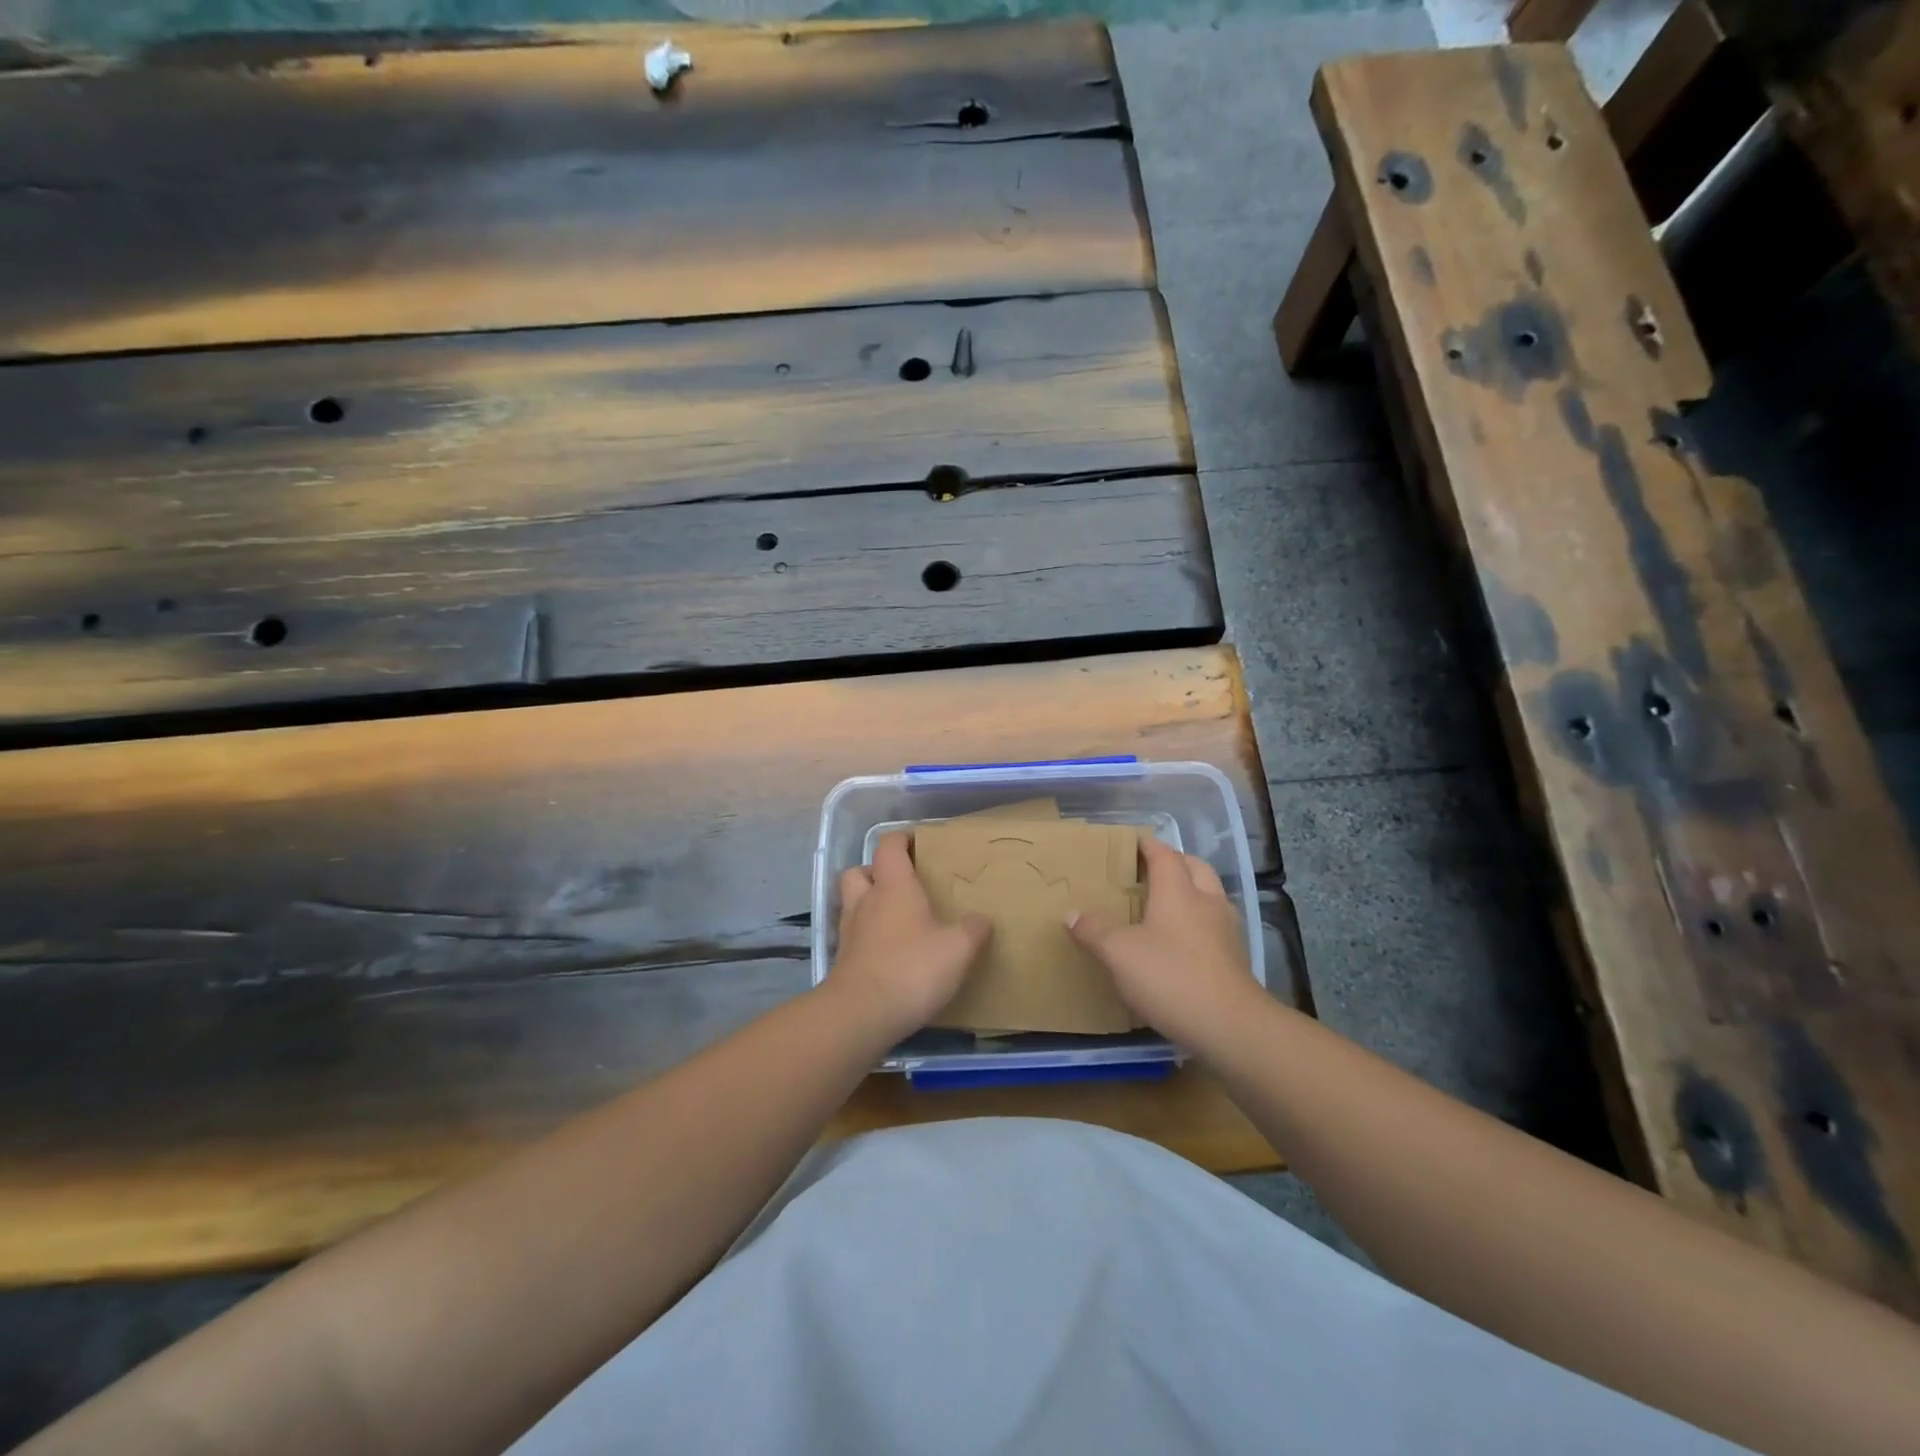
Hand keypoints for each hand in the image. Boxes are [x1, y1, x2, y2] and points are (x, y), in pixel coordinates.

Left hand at [827, 831, 991, 1041]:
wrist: (860, 1015)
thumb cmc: (911, 969)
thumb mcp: (958, 949)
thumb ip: (973, 930)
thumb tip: (981, 920)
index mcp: (893, 887)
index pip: (889, 846)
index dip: (902, 839)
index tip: (919, 842)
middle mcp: (865, 902)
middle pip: (859, 871)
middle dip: (876, 871)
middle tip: (902, 883)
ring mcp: (849, 932)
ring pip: (852, 903)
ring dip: (869, 904)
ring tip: (896, 919)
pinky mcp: (843, 962)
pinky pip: (854, 936)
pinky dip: (868, 937)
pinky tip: (889, 953)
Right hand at [1067, 837, 1260, 1051]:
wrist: (1230, 1026)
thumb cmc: (1170, 976)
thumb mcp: (1119, 953)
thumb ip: (1094, 930)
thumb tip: (1071, 913)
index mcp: (1178, 891)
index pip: (1165, 855)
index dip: (1148, 845)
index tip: (1133, 843)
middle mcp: (1207, 901)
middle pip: (1195, 867)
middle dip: (1175, 863)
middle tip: (1150, 871)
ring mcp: (1226, 930)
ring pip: (1210, 895)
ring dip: (1192, 891)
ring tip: (1166, 905)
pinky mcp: (1235, 958)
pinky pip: (1216, 924)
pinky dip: (1199, 921)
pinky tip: (1183, 942)